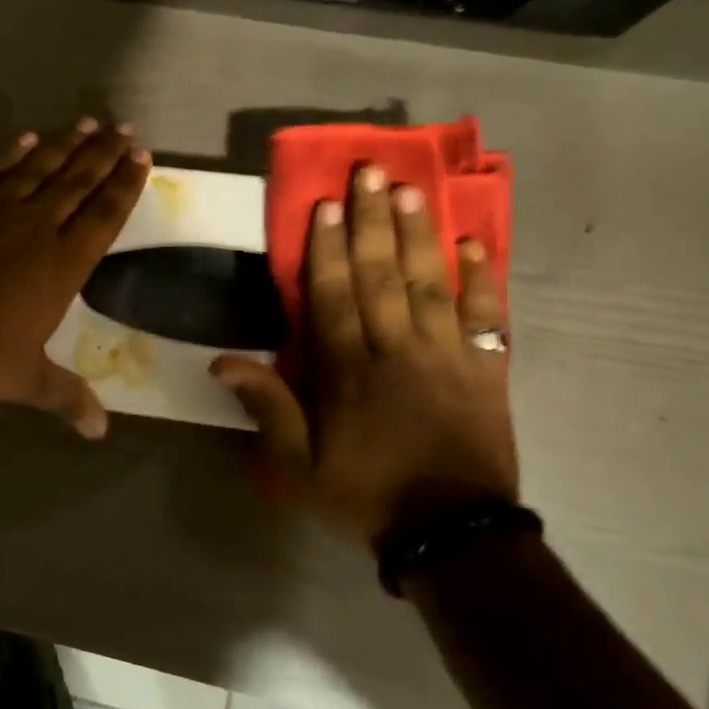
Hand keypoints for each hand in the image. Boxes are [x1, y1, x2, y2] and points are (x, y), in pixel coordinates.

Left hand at [0, 118, 150, 436]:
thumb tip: (101, 433)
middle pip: (79, 182)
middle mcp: (39, 226)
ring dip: (66, 145)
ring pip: (41, 167)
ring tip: (89, 124)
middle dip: (105, 155)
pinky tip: (27, 139)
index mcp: (63, 263)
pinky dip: (12, 153)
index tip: (142, 157)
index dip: (126, 185)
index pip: (105, 216)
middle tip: (125, 129)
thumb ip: (66, 397)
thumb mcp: (26, 378)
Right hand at [212, 165, 517, 547]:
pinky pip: (487, 317)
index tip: (326, 205)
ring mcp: (448, 356)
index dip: (328, 248)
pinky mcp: (487, 370)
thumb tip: (220, 362)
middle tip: (370, 173)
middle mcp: (397, 350)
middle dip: (373, 221)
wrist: (454, 535)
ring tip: (413, 190)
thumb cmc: (367, 494)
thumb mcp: (299, 466)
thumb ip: (267, 408)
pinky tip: (474, 245)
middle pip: (382, 275)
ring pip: (430, 284)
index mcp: (349, 371)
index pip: (334, 296)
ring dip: (420, 235)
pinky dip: (482, 280)